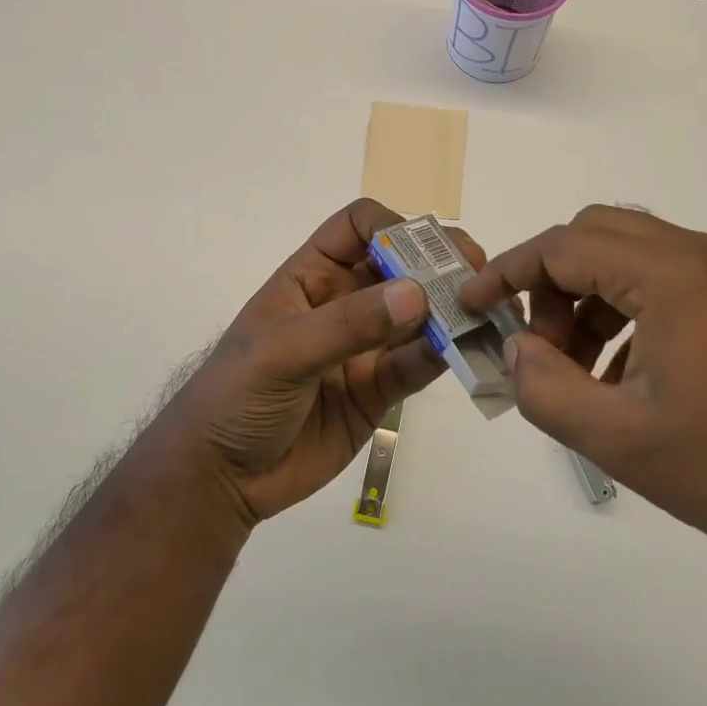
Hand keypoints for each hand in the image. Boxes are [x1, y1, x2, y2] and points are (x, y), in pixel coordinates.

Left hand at [149, 200, 482, 527]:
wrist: (220, 478)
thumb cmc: (235, 396)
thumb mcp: (282, 352)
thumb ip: (348, 324)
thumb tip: (417, 293)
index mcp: (312, 274)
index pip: (358, 227)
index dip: (392, 227)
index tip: (423, 250)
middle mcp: (344, 301)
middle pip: (400, 265)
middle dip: (437, 263)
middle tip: (476, 273)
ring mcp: (365, 345)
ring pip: (418, 314)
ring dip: (450, 310)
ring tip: (486, 311)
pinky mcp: (380, 388)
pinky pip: (419, 363)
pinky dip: (445, 354)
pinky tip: (468, 351)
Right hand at [461, 206, 706, 592]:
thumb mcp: (622, 441)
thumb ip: (546, 389)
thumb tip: (516, 352)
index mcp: (672, 274)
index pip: (564, 246)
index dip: (508, 272)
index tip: (471, 305)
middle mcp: (706, 255)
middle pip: (599, 235)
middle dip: (552, 283)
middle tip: (538, 346)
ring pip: (635, 257)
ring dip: (592, 298)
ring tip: (583, 373)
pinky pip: (671, 282)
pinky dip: (631, 311)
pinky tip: (630, 378)